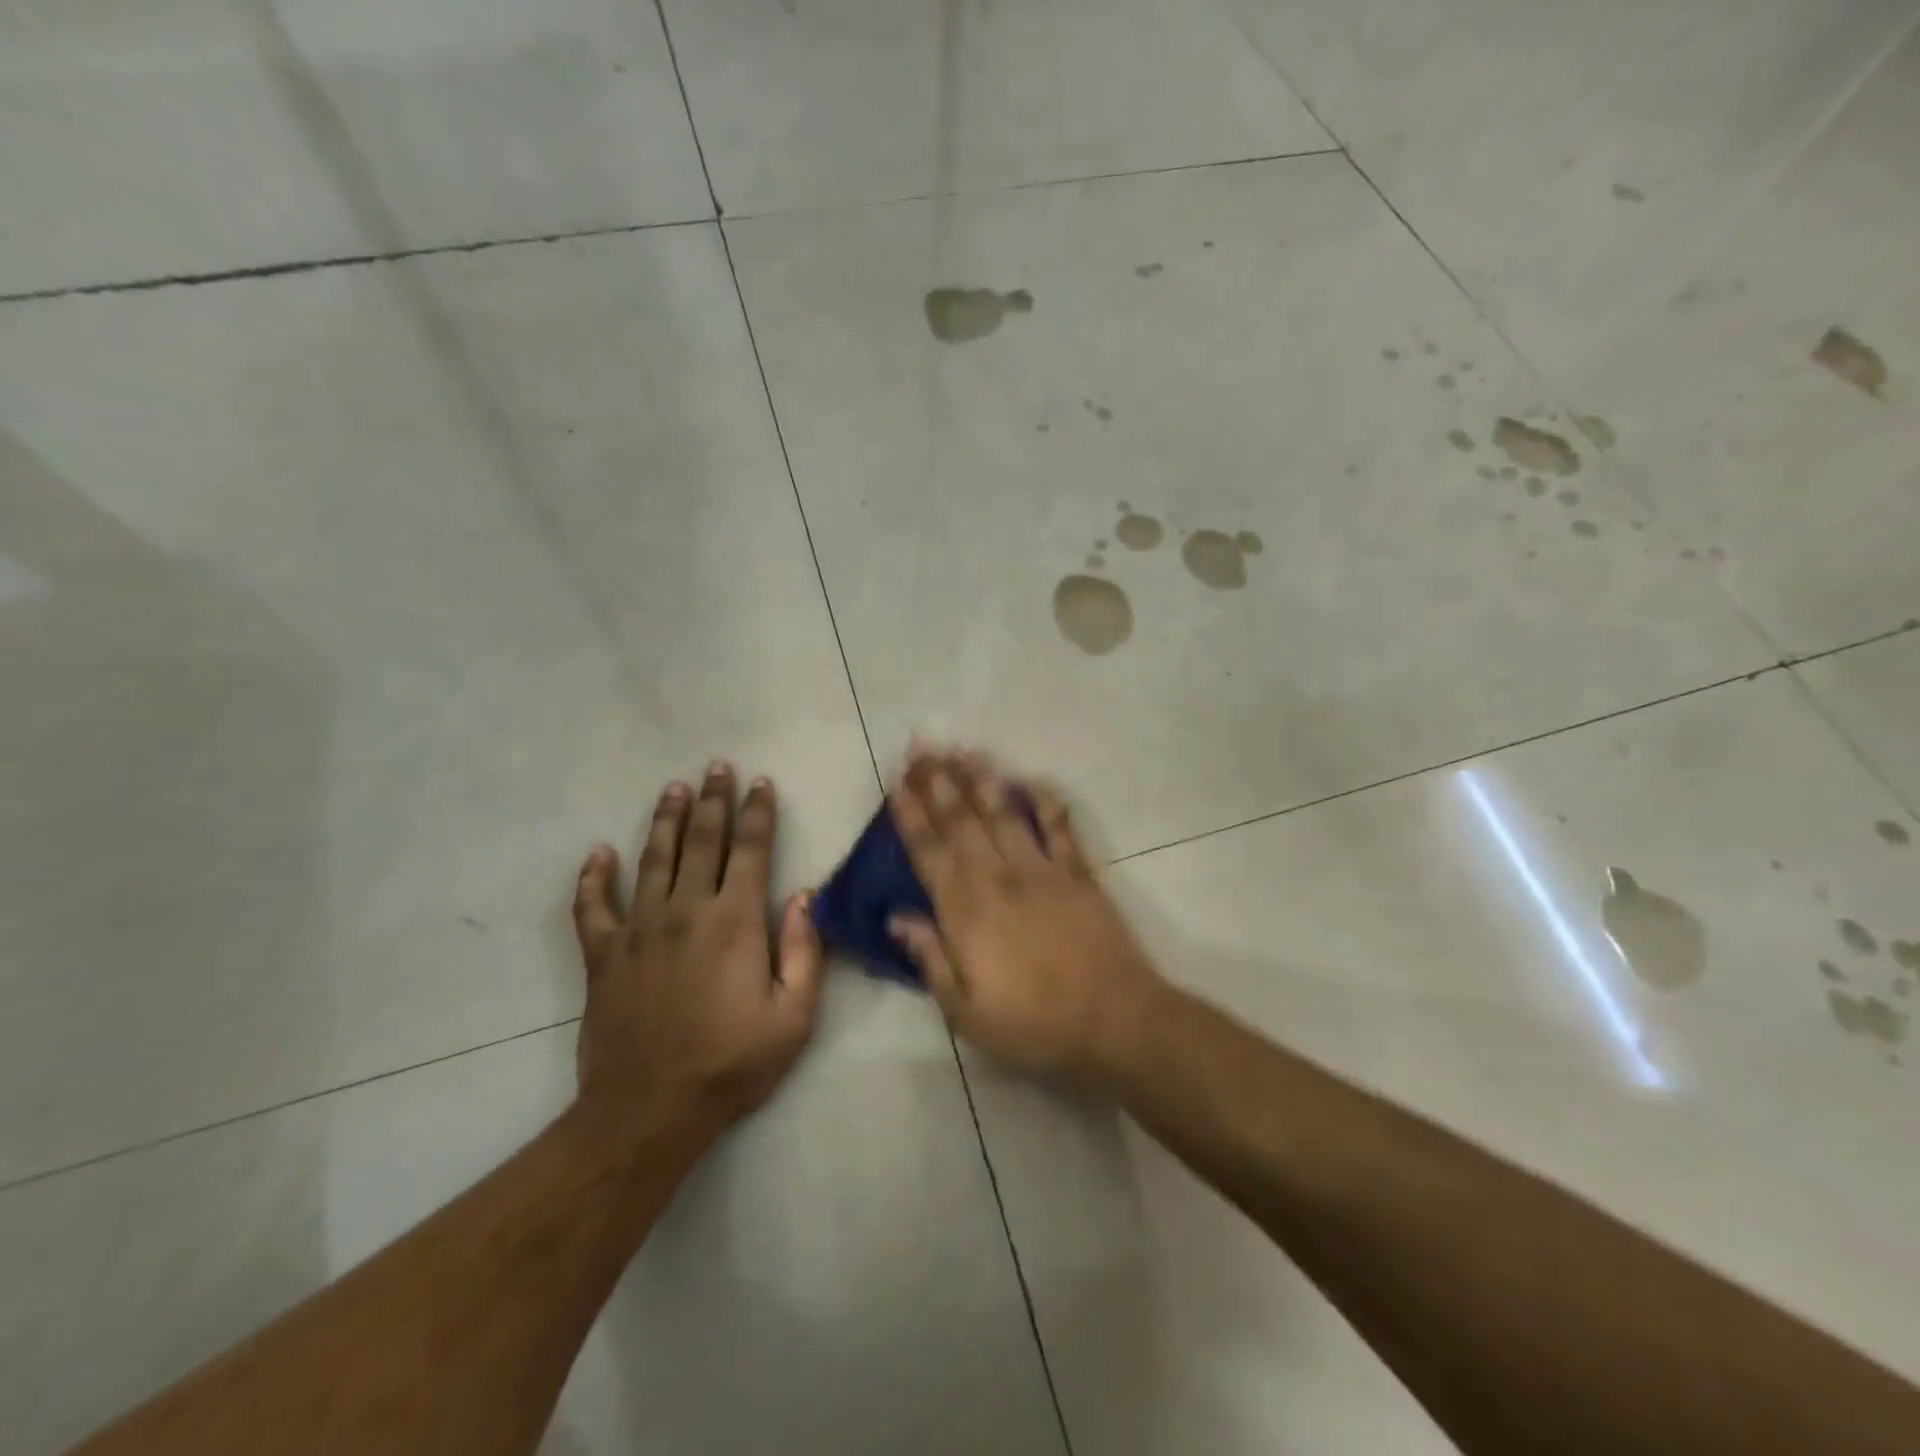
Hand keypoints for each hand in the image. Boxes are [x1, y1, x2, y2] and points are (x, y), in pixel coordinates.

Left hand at [571, 763, 825, 1142]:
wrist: (649, 1111)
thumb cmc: (732, 1064)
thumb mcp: (794, 1017)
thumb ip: (806, 952)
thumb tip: (805, 897)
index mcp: (735, 921)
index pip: (750, 849)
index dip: (757, 812)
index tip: (760, 782)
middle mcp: (686, 911)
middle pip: (701, 841)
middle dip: (712, 800)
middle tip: (715, 767)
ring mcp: (639, 929)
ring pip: (653, 859)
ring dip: (664, 820)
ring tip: (672, 788)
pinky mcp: (603, 955)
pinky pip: (592, 907)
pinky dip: (593, 878)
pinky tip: (598, 853)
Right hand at [886, 746, 1165, 1084]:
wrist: (1115, 1020)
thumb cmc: (1034, 1024)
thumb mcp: (966, 1010)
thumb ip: (929, 958)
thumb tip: (896, 916)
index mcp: (966, 911)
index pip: (929, 852)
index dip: (910, 815)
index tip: (896, 782)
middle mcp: (999, 878)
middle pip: (962, 821)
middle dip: (938, 782)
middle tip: (921, 748)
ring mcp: (1042, 871)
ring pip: (1005, 815)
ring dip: (982, 780)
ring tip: (964, 750)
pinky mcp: (1079, 874)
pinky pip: (1060, 829)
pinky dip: (1046, 802)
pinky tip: (1033, 781)